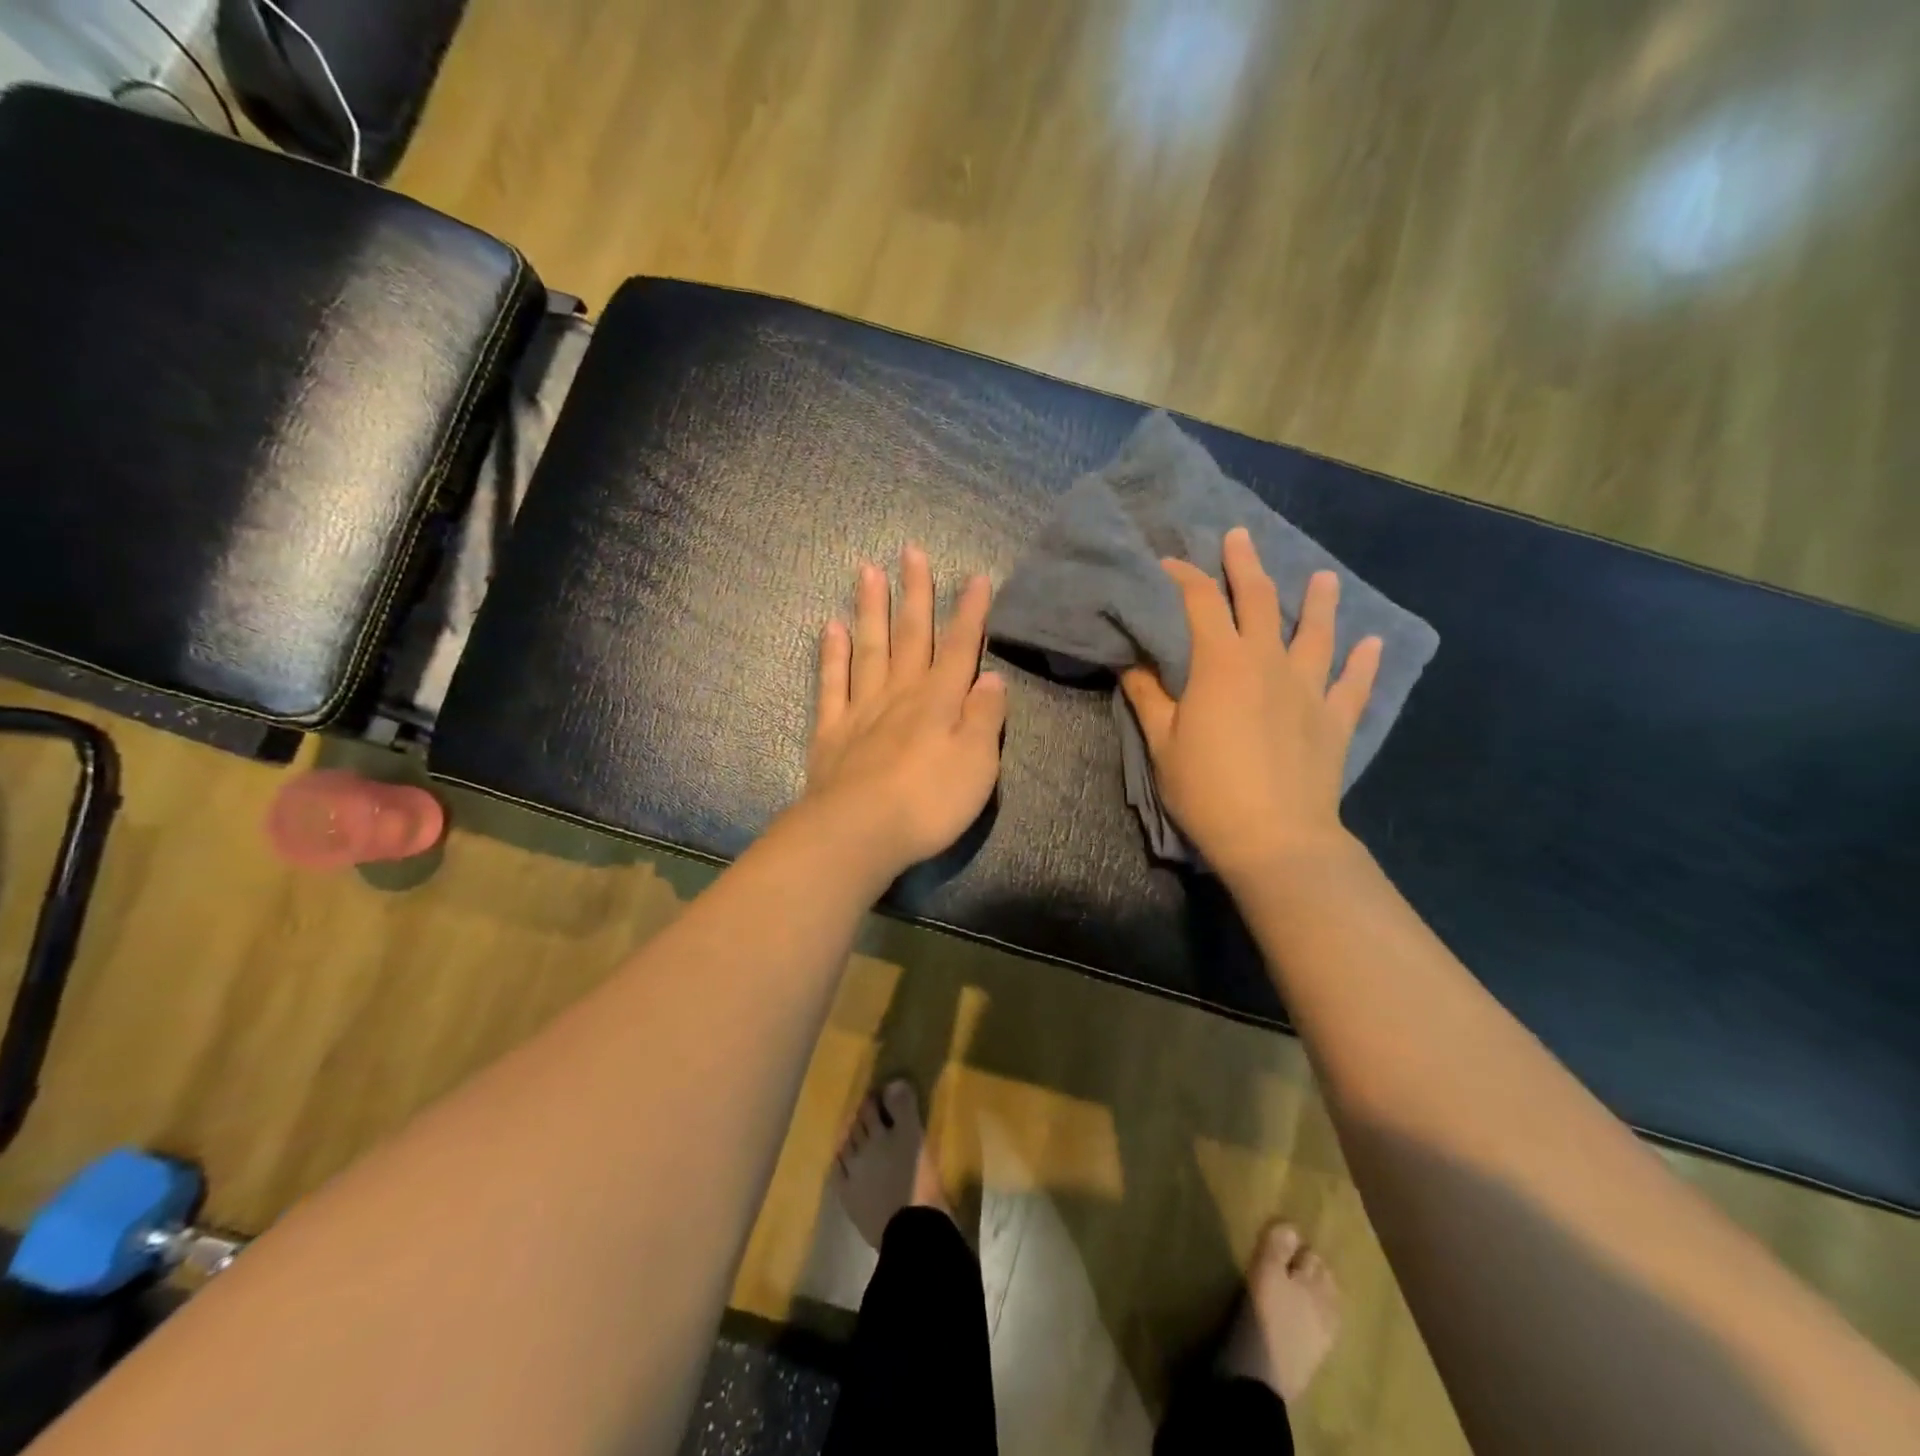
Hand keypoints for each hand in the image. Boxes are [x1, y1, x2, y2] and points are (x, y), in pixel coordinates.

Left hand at [800, 545, 1007, 883]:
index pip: (960, 647)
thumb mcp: (977, 764)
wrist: (858, 833)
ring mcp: (862, 709)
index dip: (970, 612)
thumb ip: (984, 717)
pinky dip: (832, 654)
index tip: (976, 577)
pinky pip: (831, 684)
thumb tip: (992, 677)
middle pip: (911, 635)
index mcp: (939, 701)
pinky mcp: (831, 731)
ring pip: (869, 648)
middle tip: (911, 551)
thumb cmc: (928, 803)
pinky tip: (832, 627)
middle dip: (915, 593)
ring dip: (871, 609)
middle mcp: (901, 694)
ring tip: (868, 570)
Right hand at [1120, 527, 1381, 882]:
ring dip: (1317, 601)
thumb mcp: (1162, 742)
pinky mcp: (1335, 720)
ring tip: (1322, 577)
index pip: (1200, 603)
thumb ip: (1148, 695)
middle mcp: (1268, 662)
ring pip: (1315, 633)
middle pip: (1259, 601)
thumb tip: (1130, 659)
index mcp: (1221, 664)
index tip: (1169, 563)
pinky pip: (1353, 684)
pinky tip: (1372, 642)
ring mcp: (1309, 689)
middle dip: (1246, 566)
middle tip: (1240, 536)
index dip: (1183, 577)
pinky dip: (1363, 661)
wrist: (1274, 837)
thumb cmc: (1207, 789)